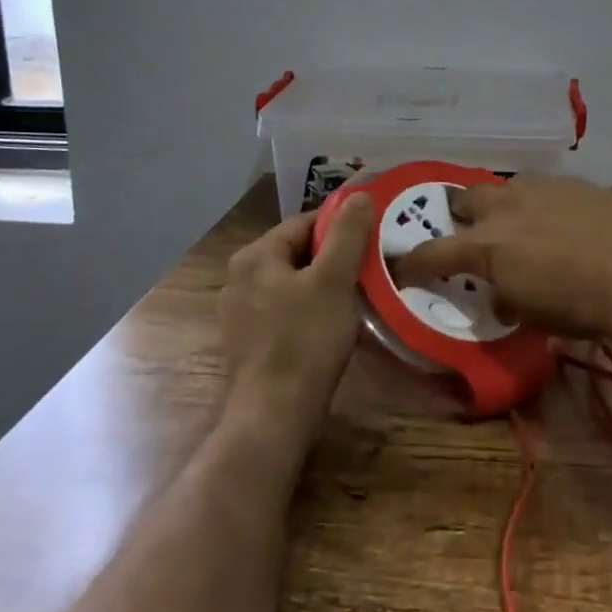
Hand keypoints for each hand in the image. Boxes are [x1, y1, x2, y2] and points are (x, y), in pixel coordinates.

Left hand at [218, 193, 376, 438]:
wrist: (273, 417)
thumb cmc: (304, 341)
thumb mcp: (333, 281)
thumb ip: (347, 234)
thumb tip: (358, 194)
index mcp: (254, 256)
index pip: (305, 223)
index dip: (341, 228)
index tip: (372, 240)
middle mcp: (239, 277)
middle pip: (298, 252)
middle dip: (334, 258)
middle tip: (370, 269)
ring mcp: (240, 312)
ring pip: (293, 283)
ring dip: (325, 285)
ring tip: (358, 297)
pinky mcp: (249, 341)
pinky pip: (286, 310)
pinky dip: (310, 310)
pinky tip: (333, 326)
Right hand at [391, 175, 611, 341]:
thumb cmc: (584, 305)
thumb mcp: (533, 315)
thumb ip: (505, 299)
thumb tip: (499, 294)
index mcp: (487, 245)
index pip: (432, 253)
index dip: (412, 263)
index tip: (402, 267)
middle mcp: (505, 208)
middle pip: (464, 199)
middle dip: (459, 215)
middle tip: (468, 234)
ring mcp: (540, 188)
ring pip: (505, 188)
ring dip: (502, 206)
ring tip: (518, 225)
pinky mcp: (573, 182)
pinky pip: (542, 189)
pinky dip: (539, 204)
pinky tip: (560, 221)